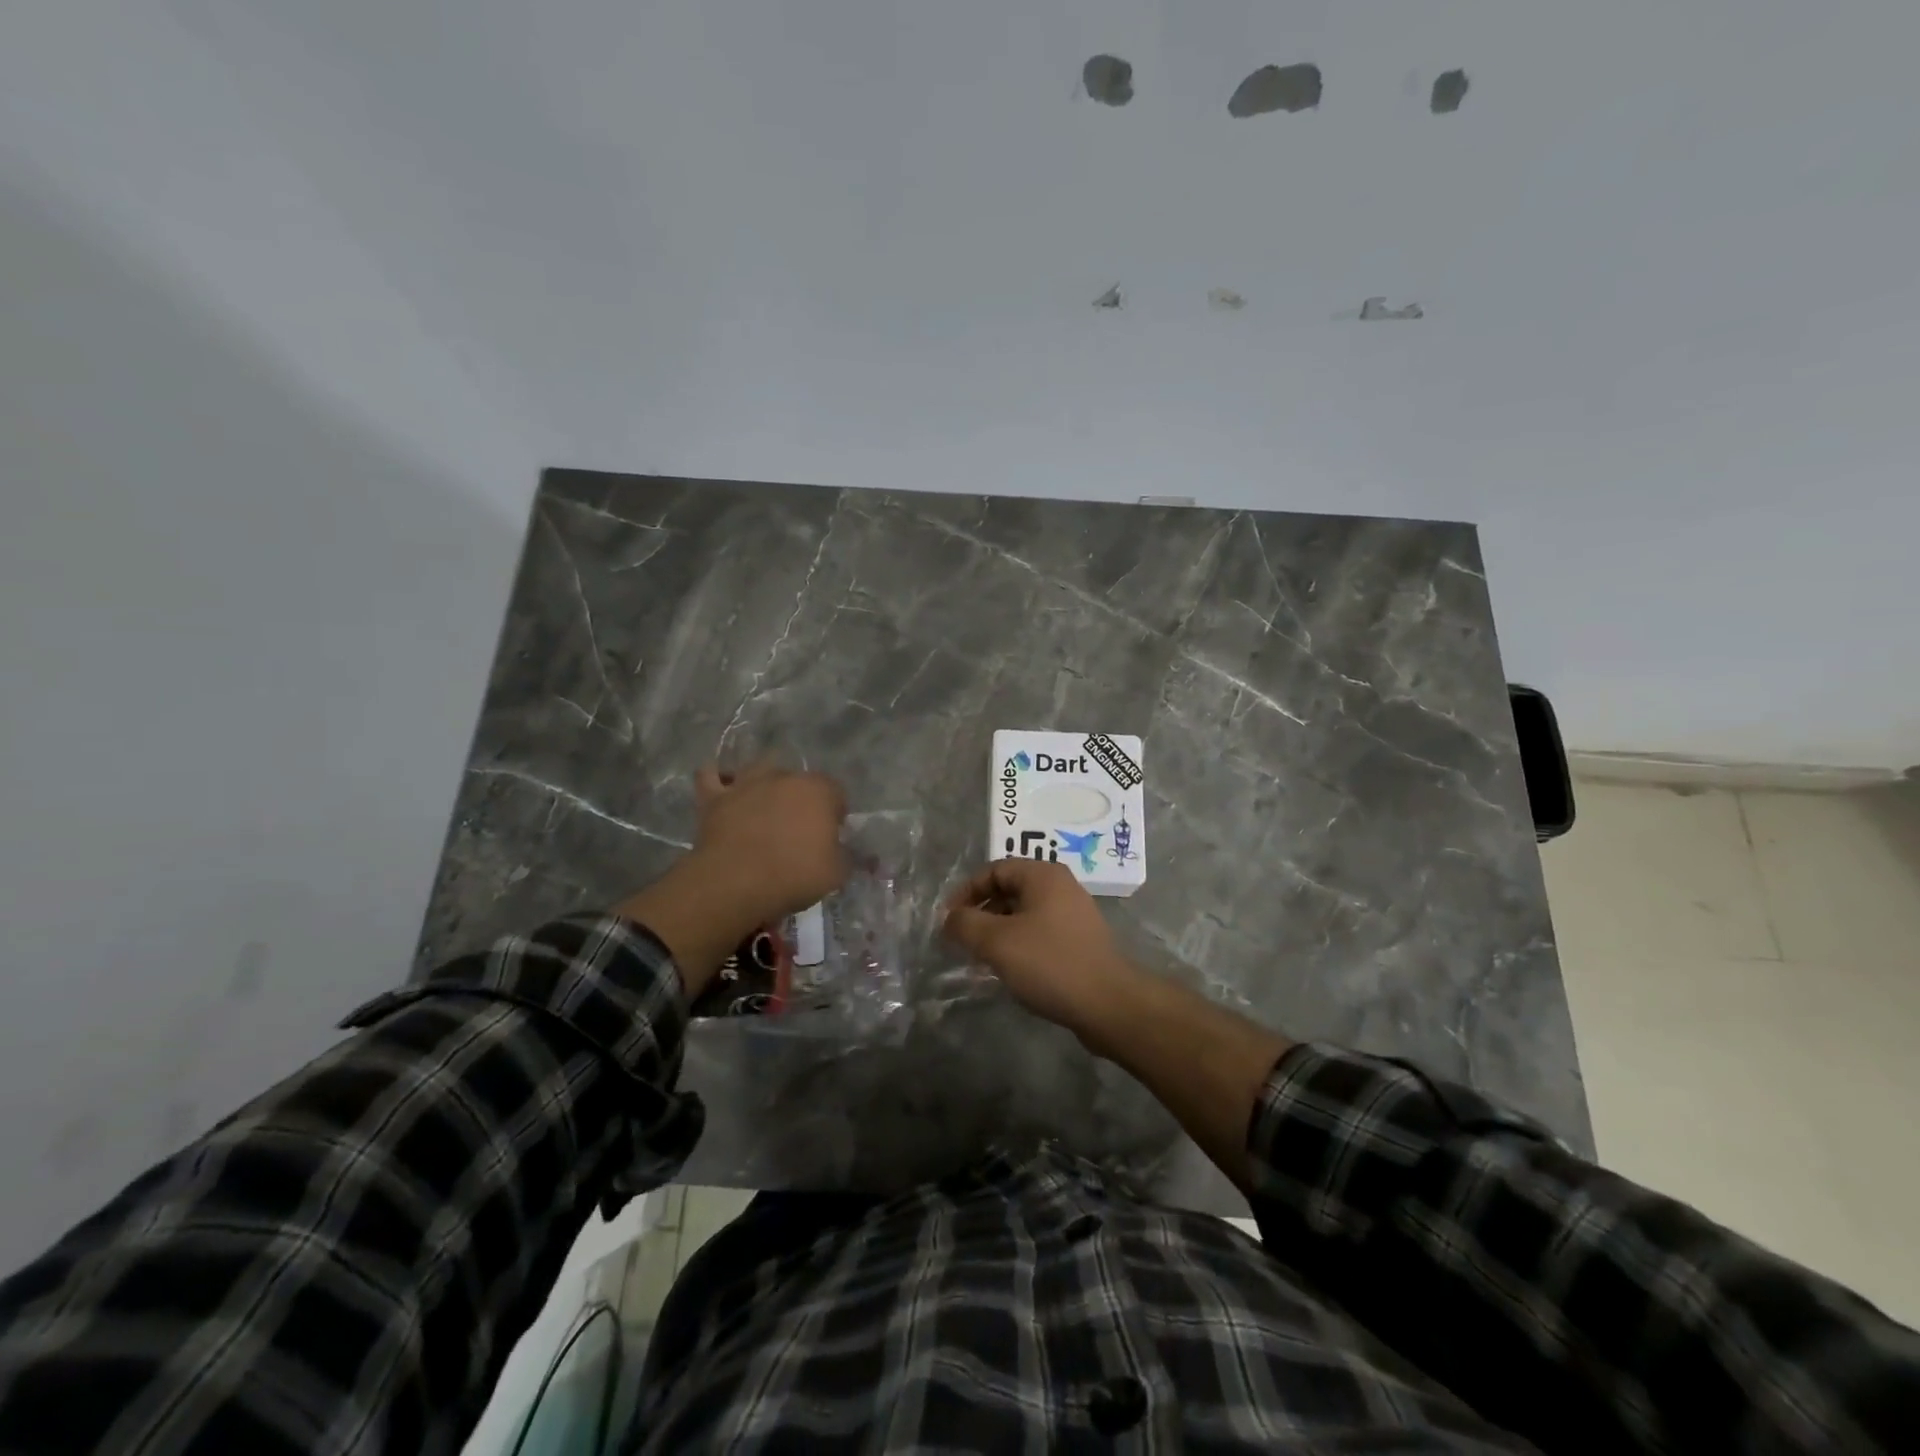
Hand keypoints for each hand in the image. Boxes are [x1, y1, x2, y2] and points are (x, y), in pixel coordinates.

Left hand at [689, 758, 847, 924]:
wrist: (736, 883)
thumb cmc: (794, 875)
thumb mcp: (837, 873)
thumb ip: (848, 856)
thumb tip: (846, 850)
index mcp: (819, 790)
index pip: (836, 793)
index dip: (835, 814)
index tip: (831, 836)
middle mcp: (784, 776)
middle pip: (799, 781)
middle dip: (801, 799)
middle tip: (798, 830)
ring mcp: (746, 783)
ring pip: (759, 769)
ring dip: (764, 784)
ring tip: (764, 807)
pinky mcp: (714, 796)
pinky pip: (710, 776)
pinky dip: (716, 778)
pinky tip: (722, 788)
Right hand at [942, 859, 1141, 1040]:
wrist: (1107, 1004)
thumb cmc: (1049, 963)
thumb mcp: (997, 942)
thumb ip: (965, 924)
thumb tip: (949, 918)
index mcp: (1043, 875)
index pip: (994, 870)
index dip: (966, 892)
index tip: (948, 920)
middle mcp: (1061, 887)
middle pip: (1009, 890)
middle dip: (981, 913)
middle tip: (962, 940)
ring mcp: (1074, 914)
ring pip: (1024, 914)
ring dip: (998, 931)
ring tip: (981, 959)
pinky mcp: (1080, 942)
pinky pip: (1040, 933)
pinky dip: (1019, 945)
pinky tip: (1010, 971)